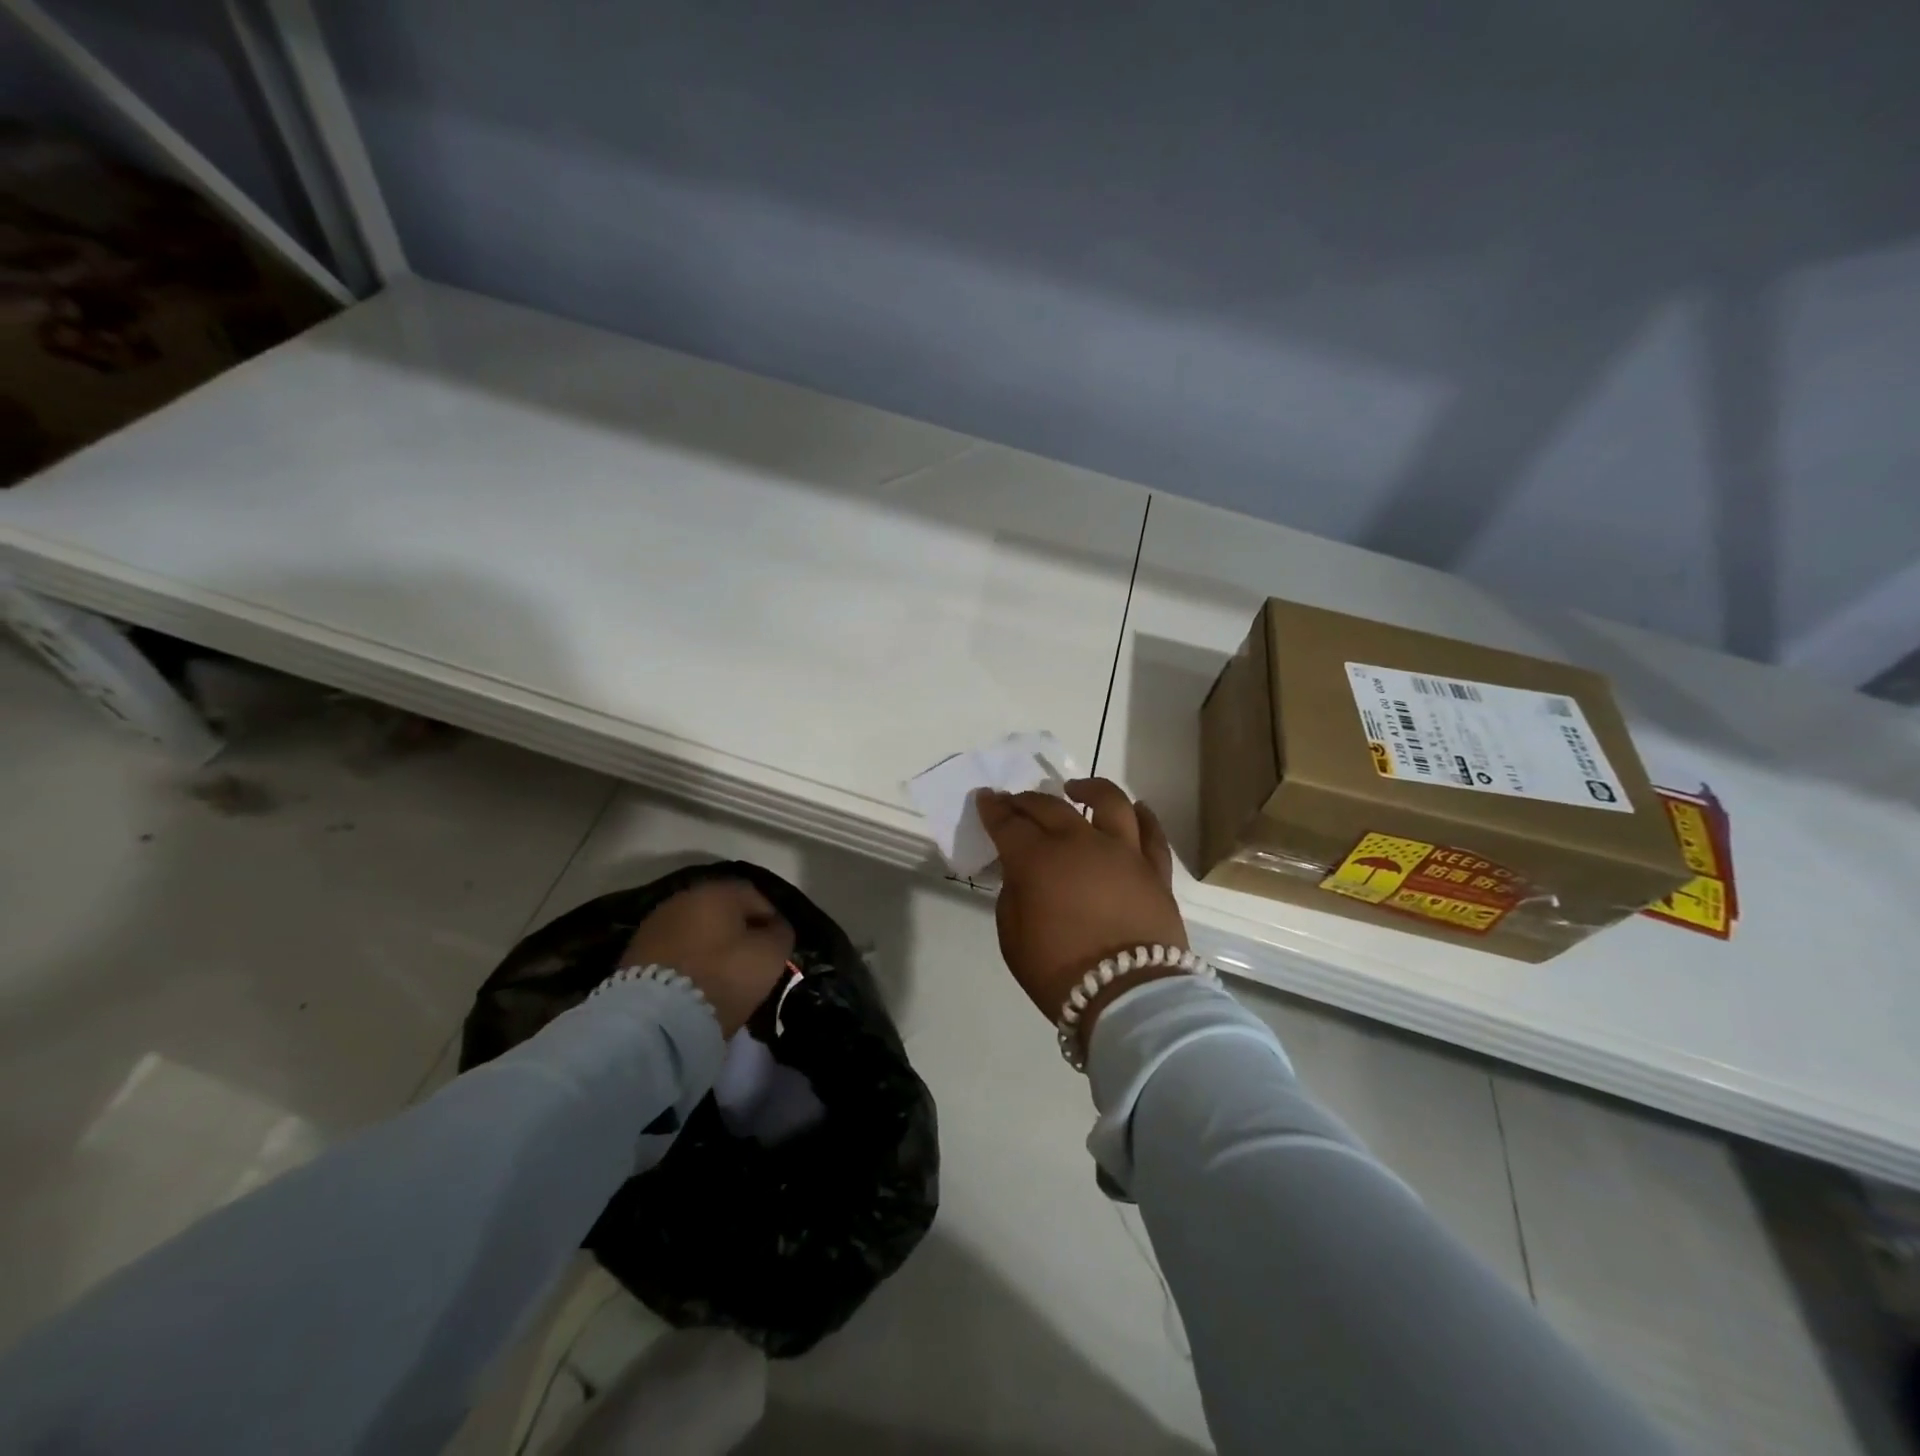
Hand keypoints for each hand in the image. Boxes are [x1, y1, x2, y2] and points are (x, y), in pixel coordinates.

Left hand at [620, 879, 794, 1035]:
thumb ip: (780, 933)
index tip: (777, 948)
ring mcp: (654, 924)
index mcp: (718, 891)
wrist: (655, 1019)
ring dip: (710, 948)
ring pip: (696, 931)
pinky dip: (687, 962)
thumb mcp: (771, 955)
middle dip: (738, 933)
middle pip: (722, 912)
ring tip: (721, 978)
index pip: (755, 896)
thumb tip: (775, 928)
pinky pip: (674, 951)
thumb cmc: (723, 976)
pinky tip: (694, 985)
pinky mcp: (633, 953)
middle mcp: (683, 898)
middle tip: (750, 962)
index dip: (771, 920)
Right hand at [977, 778, 1188, 1041]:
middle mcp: (1080, 843)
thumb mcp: (1013, 937)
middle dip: (1027, 800)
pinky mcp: (1154, 870)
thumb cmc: (1061, 972)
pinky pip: (1151, 833)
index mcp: (1038, 859)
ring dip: (1089, 789)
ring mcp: (1123, 852)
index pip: (1008, 823)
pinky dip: (1142, 816)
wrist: (1129, 996)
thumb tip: (1023, 874)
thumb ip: (1014, 895)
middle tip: (1016, 801)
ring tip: (1077, 789)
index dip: (993, 809)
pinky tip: (1135, 809)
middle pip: (1050, 807)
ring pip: (1109, 802)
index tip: (985, 797)